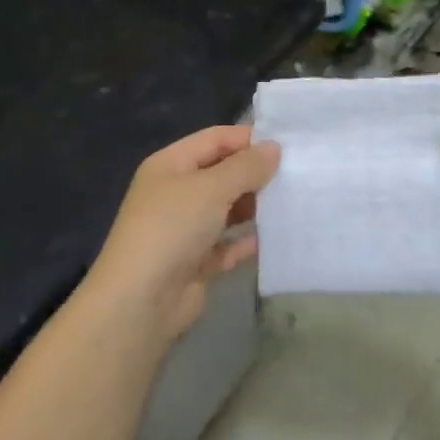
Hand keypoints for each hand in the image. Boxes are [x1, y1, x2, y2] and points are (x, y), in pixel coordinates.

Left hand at [83, 124, 280, 341]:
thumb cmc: (172, 228)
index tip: (288, 145)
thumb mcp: (211, 188)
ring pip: (226, 210)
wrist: (141, 301)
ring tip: (294, 203)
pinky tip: (276, 239)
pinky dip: (247, 242)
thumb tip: (274, 147)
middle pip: (221, 173)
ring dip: (254, 207)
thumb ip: (246, 167)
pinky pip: (227, 245)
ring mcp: (184, 230)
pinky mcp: (195, 263)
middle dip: (255, 174)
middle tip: (297, 175)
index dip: (248, 139)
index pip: (214, 139)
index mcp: (170, 165)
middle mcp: (175, 193)